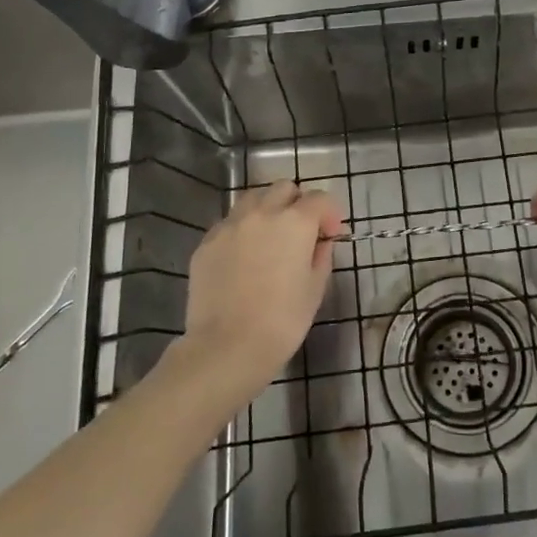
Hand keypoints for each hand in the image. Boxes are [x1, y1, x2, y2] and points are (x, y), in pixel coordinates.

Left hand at [181, 181, 342, 399]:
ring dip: (267, 210)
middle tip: (300, 233)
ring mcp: (229, 225)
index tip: (331, 237)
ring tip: (269, 239)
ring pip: (253, 199)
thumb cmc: (282, 321)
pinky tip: (243, 258)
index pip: (320, 199)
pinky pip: (229, 224)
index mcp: (295, 222)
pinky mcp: (206, 243)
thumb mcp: (315, 289)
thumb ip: (320, 256)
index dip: (331, 215)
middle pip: (284, 189)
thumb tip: (319, 243)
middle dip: (297, 204)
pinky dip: (242, 231)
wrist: (227, 347)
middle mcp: (261, 213)